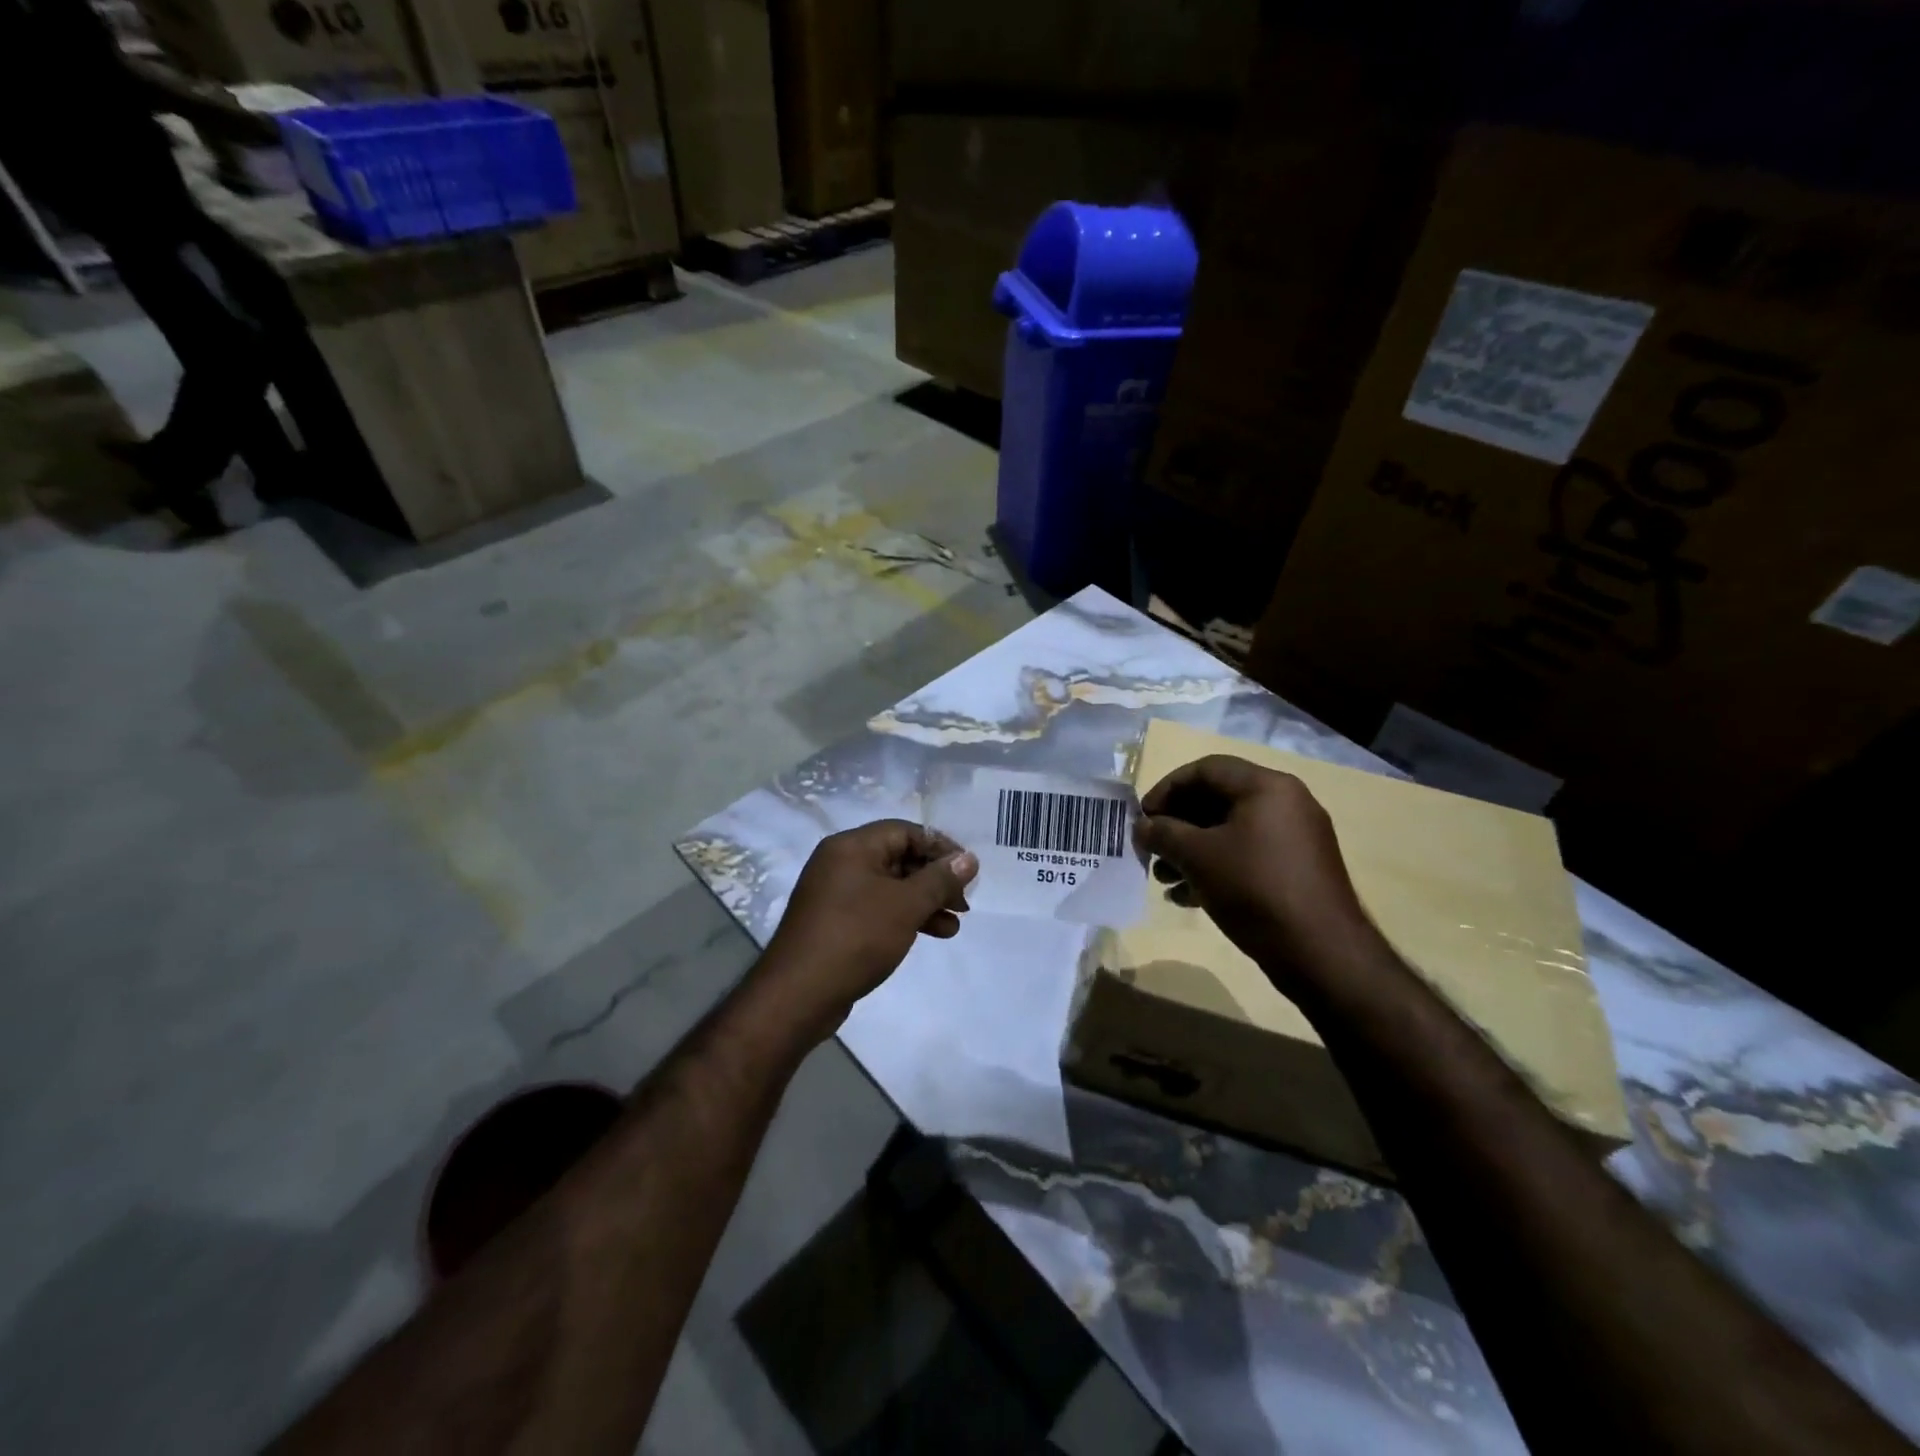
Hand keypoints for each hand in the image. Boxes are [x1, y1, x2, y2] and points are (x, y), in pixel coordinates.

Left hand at [761, 820, 977, 1036]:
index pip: (905, 831)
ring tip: (955, 925)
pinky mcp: (836, 922)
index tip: (968, 871)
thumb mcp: (905, 906)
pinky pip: (878, 908)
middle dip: (935, 879)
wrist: (798, 995)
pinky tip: (931, 934)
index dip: (940, 847)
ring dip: (925, 902)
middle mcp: (841, 863)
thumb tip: (969, 858)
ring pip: (891, 887)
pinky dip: (905, 917)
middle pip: (899, 857)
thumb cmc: (855, 937)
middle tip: (964, 903)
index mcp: (851, 846)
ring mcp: (836, 894)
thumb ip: (939, 880)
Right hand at [1137, 755, 1375, 986]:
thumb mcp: (1197, 857)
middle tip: (1151, 849)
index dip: (1167, 789)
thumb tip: (1142, 826)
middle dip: (1177, 825)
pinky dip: (1216, 867)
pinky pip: (1248, 855)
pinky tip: (1188, 896)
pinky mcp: (1297, 869)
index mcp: (1266, 787)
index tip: (1143, 818)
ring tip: (1164, 879)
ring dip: (1191, 850)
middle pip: (1217, 799)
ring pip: (1230, 831)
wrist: (1321, 952)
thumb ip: (1163, 834)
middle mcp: (1286, 803)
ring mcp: (1295, 838)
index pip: (1205, 769)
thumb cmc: (1254, 888)